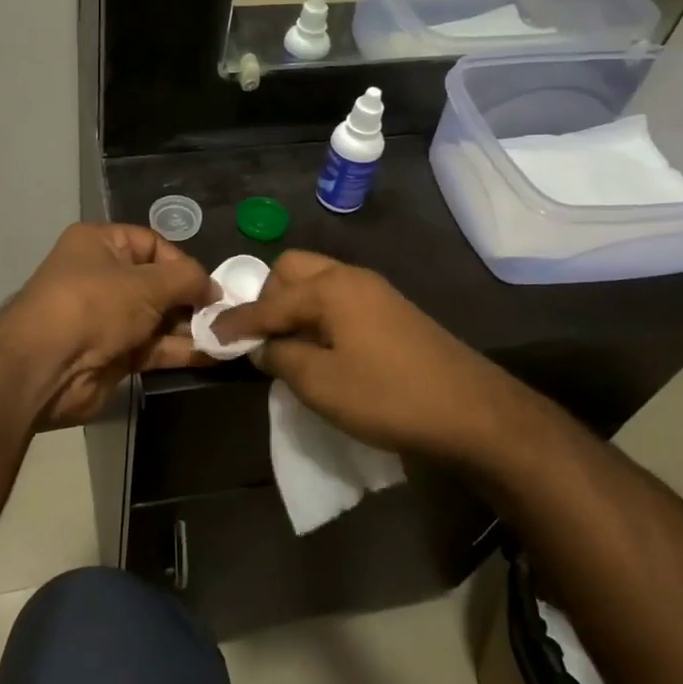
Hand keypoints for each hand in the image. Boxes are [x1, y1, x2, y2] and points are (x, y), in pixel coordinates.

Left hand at [0, 223, 217, 429]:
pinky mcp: (113, 354)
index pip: (152, 244)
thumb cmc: (94, 306)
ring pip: (159, 318)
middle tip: (225, 314)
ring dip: (191, 327)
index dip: (182, 263)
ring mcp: (107, 318)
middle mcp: (102, 277)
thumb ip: (186, 280)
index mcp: (100, 244)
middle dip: (191, 298)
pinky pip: (154, 347)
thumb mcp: (146, 283)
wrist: (46, 368)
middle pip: (158, 283)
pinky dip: (180, 350)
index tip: (210, 285)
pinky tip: (213, 355)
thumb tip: (213, 288)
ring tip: (228, 336)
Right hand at [209, 250, 525, 463]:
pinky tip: (321, 349)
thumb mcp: (320, 383)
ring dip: (295, 306)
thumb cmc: (387, 396)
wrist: (473, 412)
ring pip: (319, 284)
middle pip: (294, 270)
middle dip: (268, 298)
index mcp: (330, 288)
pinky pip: (340, 301)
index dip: (237, 322)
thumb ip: (281, 357)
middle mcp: (352, 277)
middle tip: (260, 336)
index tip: (209, 335)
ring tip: (287, 345)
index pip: (269, 301)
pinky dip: (319, 315)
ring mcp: (377, 293)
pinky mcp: (394, 313)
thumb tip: (261, 345)